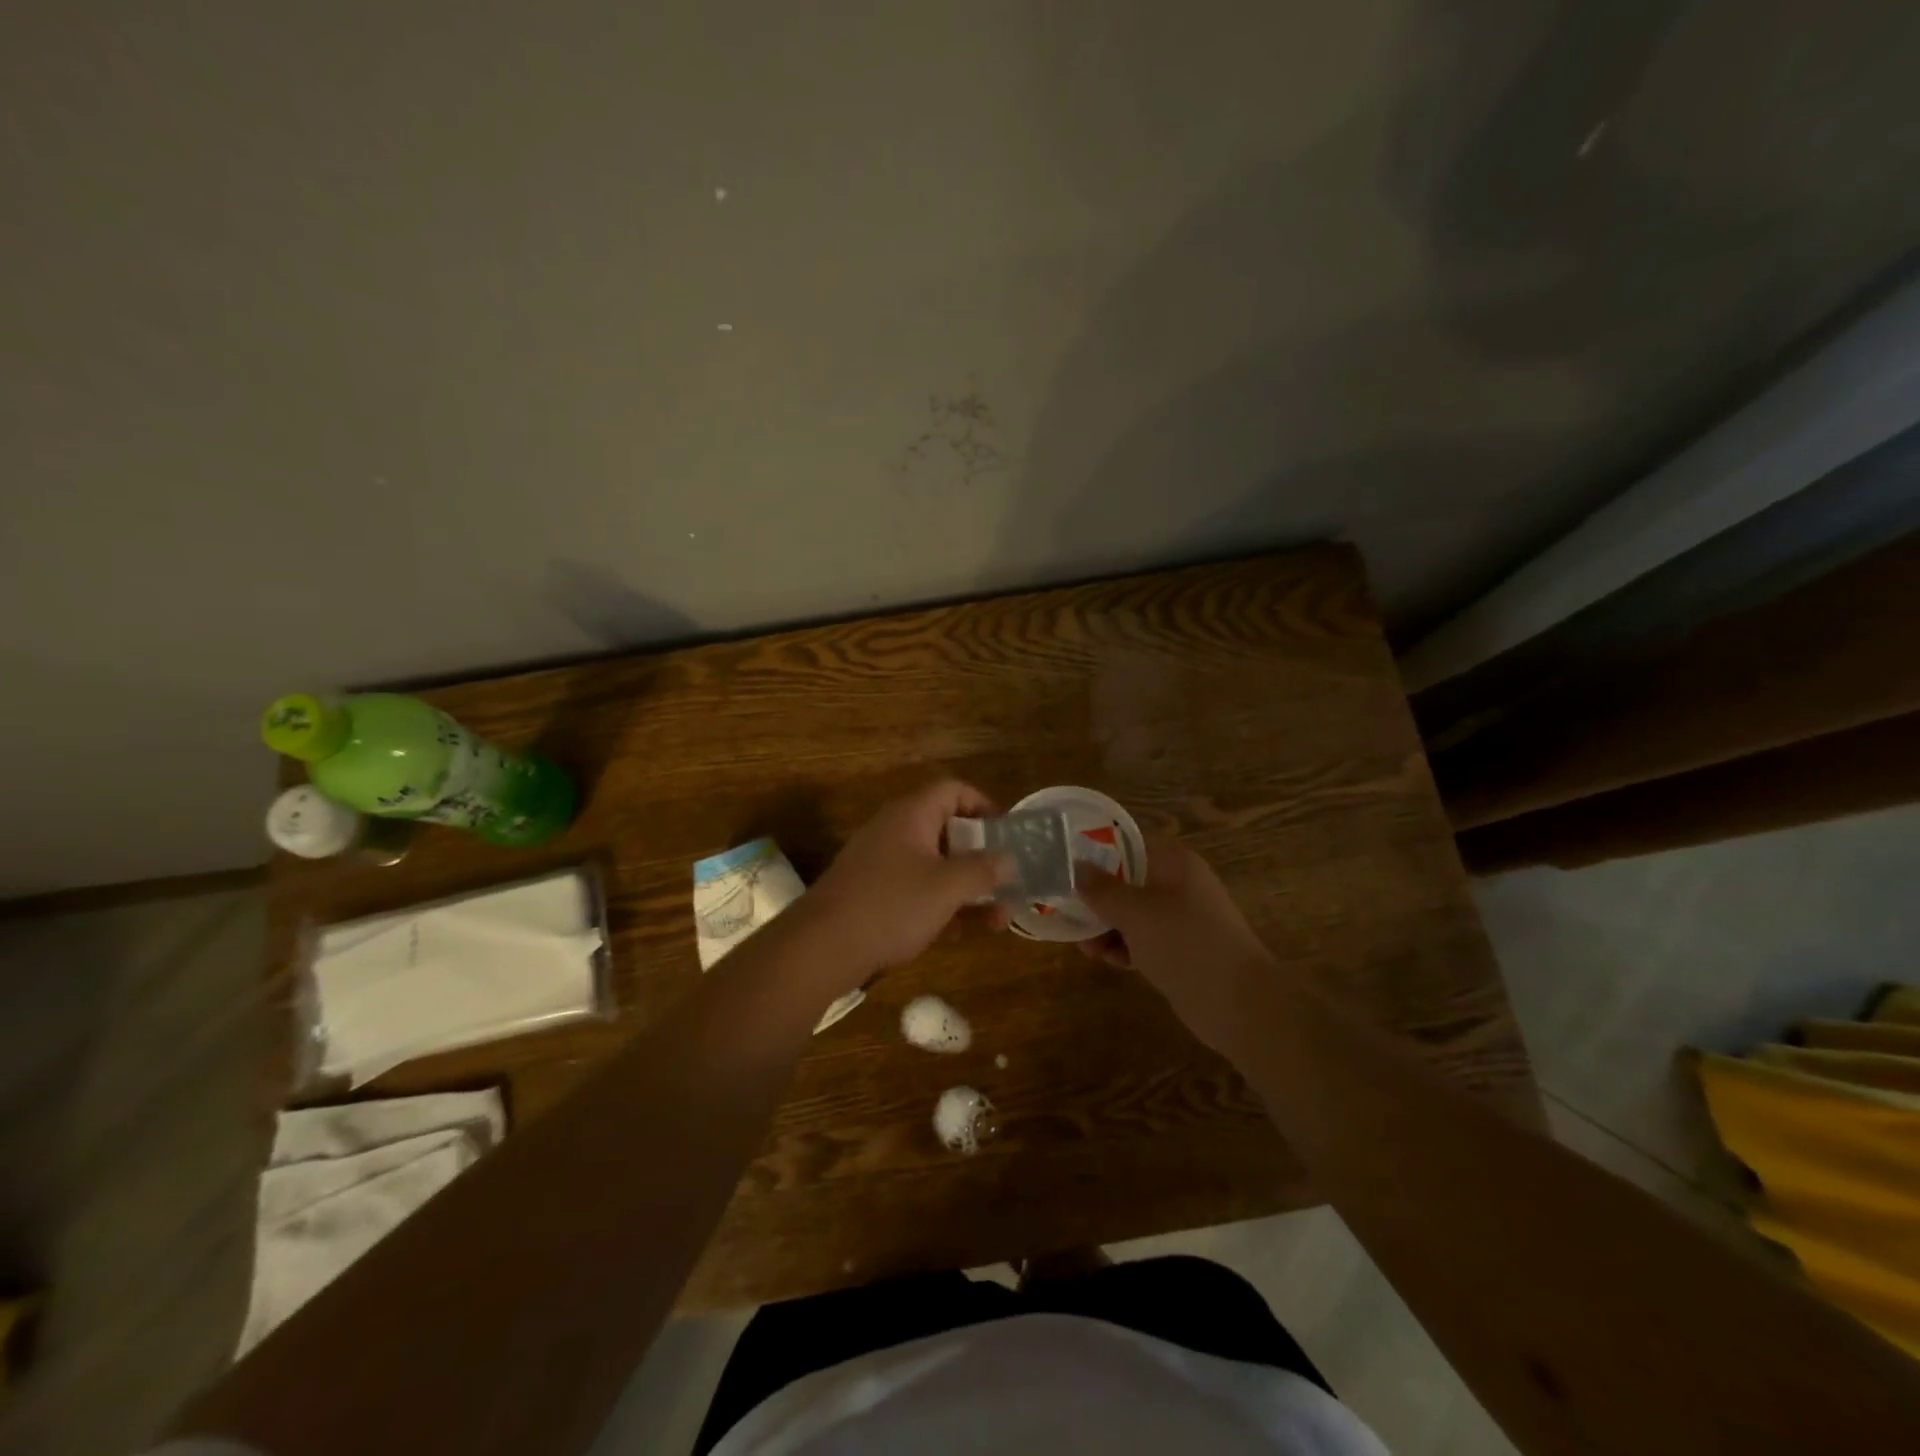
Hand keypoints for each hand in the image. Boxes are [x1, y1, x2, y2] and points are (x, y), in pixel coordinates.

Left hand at [798, 780, 1012, 983]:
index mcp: (911, 815)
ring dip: (968, 888)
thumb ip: (983, 870)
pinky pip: (917, 892)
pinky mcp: (874, 897)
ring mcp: (882, 866)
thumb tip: (1010, 860)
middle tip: (1009, 879)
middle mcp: (895, 832)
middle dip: (981, 857)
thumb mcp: (946, 886)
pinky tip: (966, 932)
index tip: (1008, 832)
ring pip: (935, 867)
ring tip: (1001, 916)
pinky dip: (942, 906)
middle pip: (947, 831)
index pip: (952, 790)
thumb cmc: (891, 905)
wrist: (822, 947)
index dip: (984, 804)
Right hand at [1076, 835, 1275, 1051]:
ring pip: (1132, 912)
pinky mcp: (1181, 949)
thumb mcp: (1135, 913)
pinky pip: (1144, 938)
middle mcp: (1179, 883)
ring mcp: (1182, 918)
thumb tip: (1077, 867)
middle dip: (1097, 896)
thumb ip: (1102, 889)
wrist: (1240, 1005)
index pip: (1128, 841)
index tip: (1066, 863)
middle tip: (1068, 912)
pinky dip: (1125, 946)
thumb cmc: (1185, 944)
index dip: (1095, 848)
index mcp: (1174, 862)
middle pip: (1126, 878)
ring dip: (1106, 926)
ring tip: (1086, 948)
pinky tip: (1108, 961)